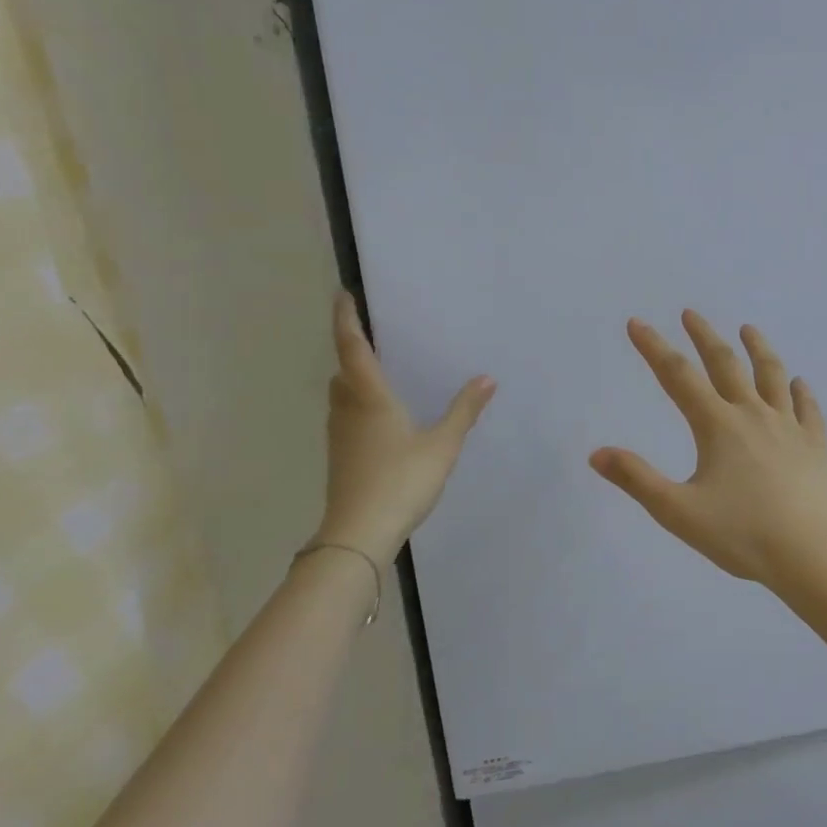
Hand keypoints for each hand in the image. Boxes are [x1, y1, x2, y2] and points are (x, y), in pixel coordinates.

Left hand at [317, 292, 494, 560]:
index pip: (353, 348)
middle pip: (343, 369)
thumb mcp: (442, 445)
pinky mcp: (340, 456)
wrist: (359, 533)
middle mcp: (349, 409)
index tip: (343, 294)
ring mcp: (340, 434)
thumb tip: (487, 378)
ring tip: (379, 372)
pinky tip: (381, 418)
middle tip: (372, 335)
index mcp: (370, 397)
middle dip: (352, 349)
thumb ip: (464, 410)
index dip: (346, 319)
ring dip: (354, 377)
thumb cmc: (402, 481)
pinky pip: (346, 415)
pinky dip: (358, 403)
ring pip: (342, 394)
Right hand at [590, 311, 826, 589]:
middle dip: (704, 337)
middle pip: (726, 365)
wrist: (814, 552)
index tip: (637, 322)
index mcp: (718, 427)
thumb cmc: (743, 534)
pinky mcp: (815, 446)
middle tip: (691, 313)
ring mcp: (789, 427)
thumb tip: (597, 454)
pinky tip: (799, 383)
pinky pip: (807, 409)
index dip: (654, 348)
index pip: (678, 377)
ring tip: (748, 329)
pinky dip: (801, 392)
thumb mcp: (679, 512)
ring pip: (772, 376)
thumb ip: (637, 480)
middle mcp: (753, 415)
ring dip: (758, 349)